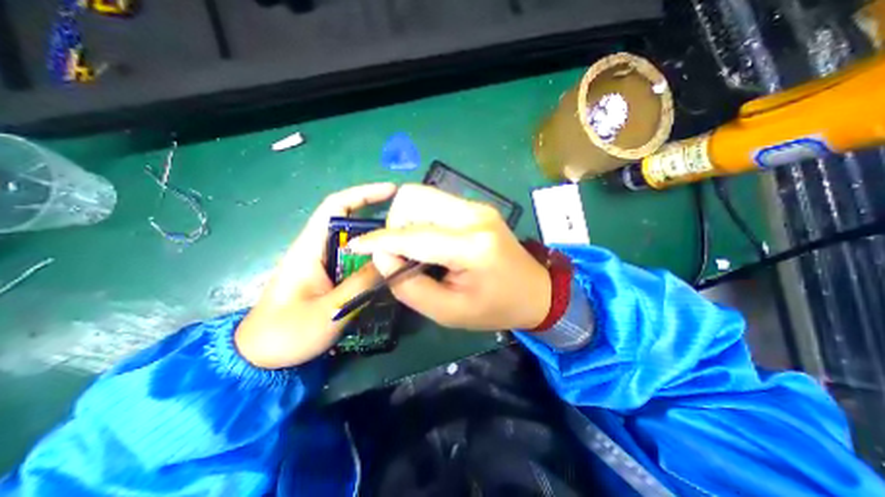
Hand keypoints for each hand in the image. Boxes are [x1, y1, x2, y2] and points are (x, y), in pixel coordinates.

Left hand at [237, 182, 398, 368]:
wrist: (260, 358)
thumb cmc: (287, 333)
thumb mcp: (329, 310)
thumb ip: (361, 284)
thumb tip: (390, 260)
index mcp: (309, 248)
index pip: (336, 206)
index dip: (363, 193)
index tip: (392, 191)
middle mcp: (317, 249)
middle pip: (351, 223)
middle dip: (379, 221)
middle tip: (408, 229)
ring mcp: (324, 263)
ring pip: (356, 244)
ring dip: (378, 243)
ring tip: (404, 248)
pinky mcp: (329, 277)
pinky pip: (356, 261)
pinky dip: (373, 260)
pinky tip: (388, 269)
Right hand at [348, 185, 550, 331]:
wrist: (535, 291)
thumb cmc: (495, 308)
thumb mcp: (448, 312)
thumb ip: (409, 286)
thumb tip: (382, 256)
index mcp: (472, 246)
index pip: (414, 235)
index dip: (380, 241)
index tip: (356, 246)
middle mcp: (474, 215)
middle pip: (414, 198)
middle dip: (396, 225)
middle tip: (401, 254)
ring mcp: (477, 206)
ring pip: (422, 196)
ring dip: (407, 220)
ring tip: (416, 249)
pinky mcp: (476, 206)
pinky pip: (435, 203)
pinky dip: (422, 219)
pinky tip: (431, 241)